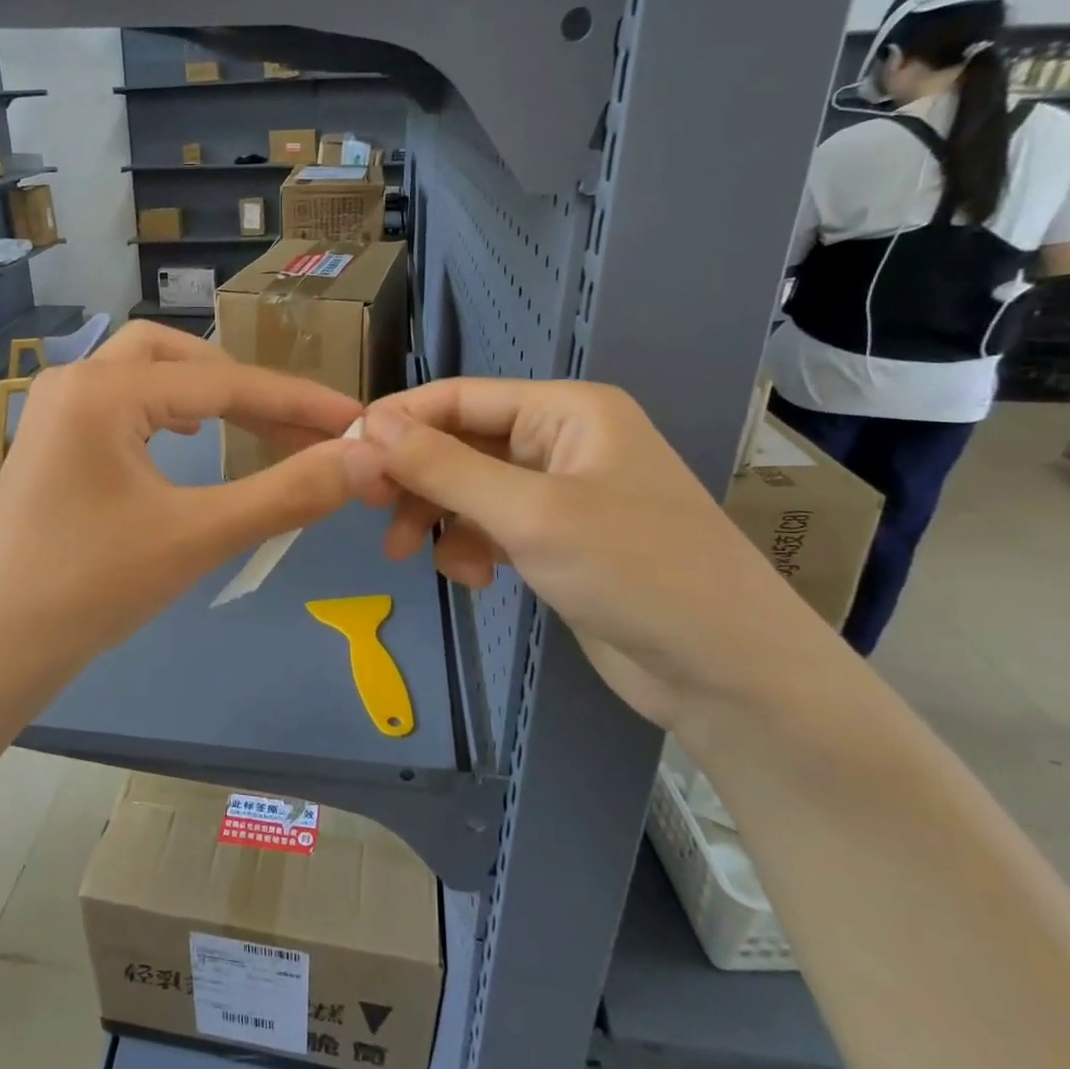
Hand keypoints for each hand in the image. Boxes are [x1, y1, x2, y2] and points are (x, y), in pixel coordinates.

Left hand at [0, 323, 379, 701]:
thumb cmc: (91, 589)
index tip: (353, 418)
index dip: (295, 400)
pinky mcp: (51, 442)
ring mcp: (55, 410)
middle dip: (243, 385)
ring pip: (145, 373)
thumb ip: (285, 494)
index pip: (222, 383)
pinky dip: (166, 411)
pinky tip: (185, 440)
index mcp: (103, 390)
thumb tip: (362, 460)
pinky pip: (120, 403)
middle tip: (294, 426)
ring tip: (250, 425)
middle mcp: (73, 380)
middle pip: (177, 355)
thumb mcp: (197, 537)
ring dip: (203, 392)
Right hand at [361, 379, 834, 729]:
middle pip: (459, 442)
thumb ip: (445, 467)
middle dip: (417, 479)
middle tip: (374, 514)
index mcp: (566, 410)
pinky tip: (477, 578)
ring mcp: (559, 492)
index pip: (458, 397)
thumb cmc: (635, 572)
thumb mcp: (529, 514)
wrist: (726, 671)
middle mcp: (560, 440)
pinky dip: (470, 547)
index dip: (398, 421)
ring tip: (417, 556)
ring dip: (440, 518)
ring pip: (468, 488)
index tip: (344, 455)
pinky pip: (490, 526)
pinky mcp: (557, 539)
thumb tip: (370, 426)